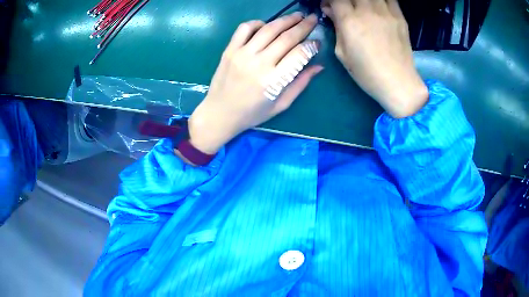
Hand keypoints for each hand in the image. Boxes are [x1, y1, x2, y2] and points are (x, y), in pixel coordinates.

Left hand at [187, 13, 321, 154]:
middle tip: (313, 18)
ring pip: (268, 29)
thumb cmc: (251, 114)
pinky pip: (244, 28)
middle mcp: (258, 63)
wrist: (219, 114)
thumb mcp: (280, 105)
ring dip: (285, 20)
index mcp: (273, 81)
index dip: (311, 45)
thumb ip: (300, 84)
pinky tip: (266, 25)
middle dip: (303, 26)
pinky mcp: (229, 50)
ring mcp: (242, 54)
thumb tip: (318, 66)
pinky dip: (257, 23)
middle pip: (286, 37)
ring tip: (297, 16)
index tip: (317, 42)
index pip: (298, 54)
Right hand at [322, 0, 428, 117]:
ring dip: (364, 0)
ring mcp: (386, 12)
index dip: (330, 0)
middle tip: (347, 7)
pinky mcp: (399, 16)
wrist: (399, 83)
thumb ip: (336, 27)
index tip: (330, 6)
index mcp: (350, 21)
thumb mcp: (342, 53)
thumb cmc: (367, 73)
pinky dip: (380, 0)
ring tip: (362, 7)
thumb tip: (330, 10)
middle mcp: (368, 11)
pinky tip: (377, 6)